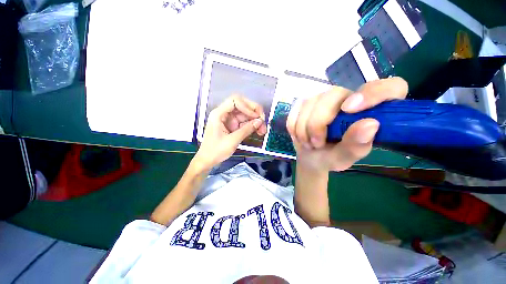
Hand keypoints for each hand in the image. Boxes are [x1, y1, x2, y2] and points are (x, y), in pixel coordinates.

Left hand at [193, 95, 266, 170]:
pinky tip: (258, 130)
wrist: (208, 160)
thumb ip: (246, 130)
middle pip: (242, 105)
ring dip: (255, 120)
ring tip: (262, 129)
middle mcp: (224, 114)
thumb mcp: (232, 141)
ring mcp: (229, 120)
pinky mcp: (232, 126)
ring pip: (245, 114)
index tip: (256, 117)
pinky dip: (252, 125)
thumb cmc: (215, 151)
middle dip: (254, 112)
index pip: (235, 101)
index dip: (247, 106)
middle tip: (263, 121)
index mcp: (219, 114)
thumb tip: (259, 122)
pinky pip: (244, 122)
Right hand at [287, 77, 407, 171]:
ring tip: (309, 143)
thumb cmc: (332, 157)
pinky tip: (299, 135)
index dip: (373, 93)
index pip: (389, 87)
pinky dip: (294, 126)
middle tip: (316, 143)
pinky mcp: (304, 102)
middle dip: (318, 123)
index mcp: (370, 110)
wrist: (311, 156)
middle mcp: (348, 97)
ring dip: (303, 128)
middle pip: (333, 94)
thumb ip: (357, 144)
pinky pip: (295, 110)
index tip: (348, 109)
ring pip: (309, 103)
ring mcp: (323, 97)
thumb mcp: (346, 157)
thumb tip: (370, 124)